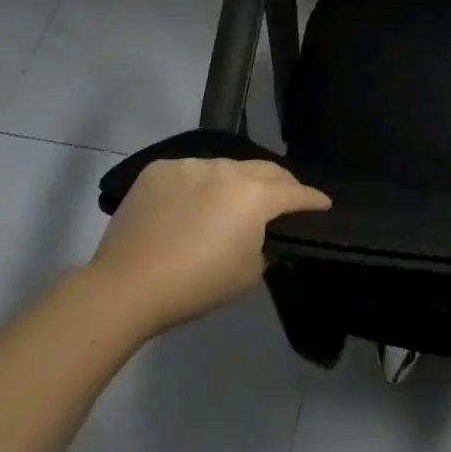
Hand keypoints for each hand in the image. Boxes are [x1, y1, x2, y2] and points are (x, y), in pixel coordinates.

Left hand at [88, 157, 329, 339]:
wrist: (126, 286)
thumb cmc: (195, 285)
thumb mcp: (248, 274)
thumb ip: (267, 246)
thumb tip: (264, 234)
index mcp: (255, 195)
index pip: (296, 192)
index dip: (313, 199)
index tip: (324, 204)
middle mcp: (228, 169)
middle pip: (266, 170)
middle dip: (281, 183)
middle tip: (285, 199)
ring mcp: (192, 165)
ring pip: (226, 168)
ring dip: (236, 183)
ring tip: (229, 204)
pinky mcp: (160, 169)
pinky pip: (191, 172)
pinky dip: (198, 185)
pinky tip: (188, 207)